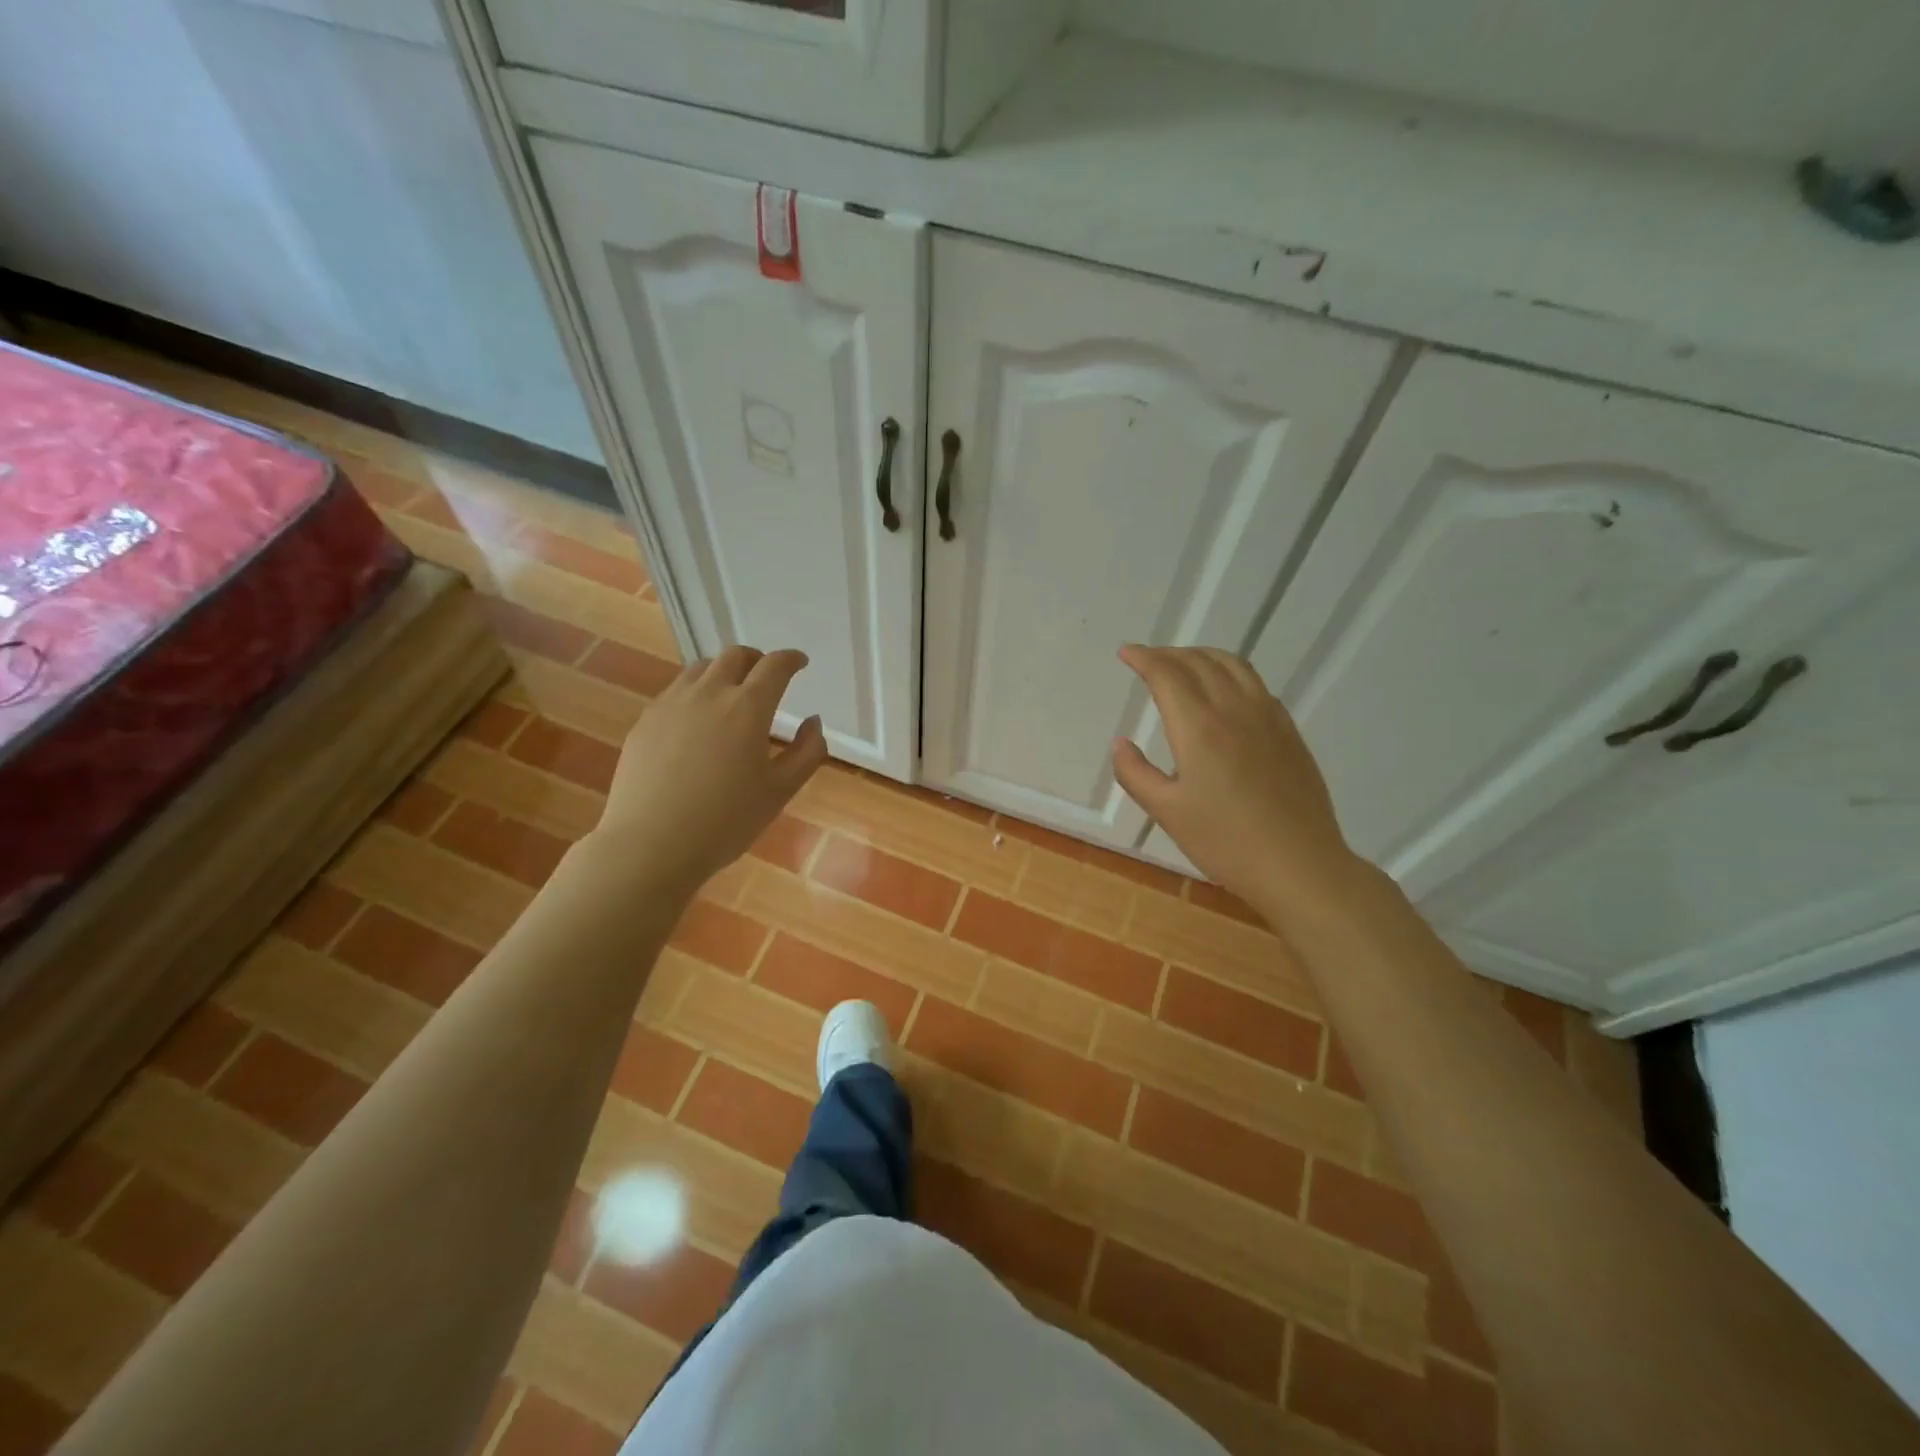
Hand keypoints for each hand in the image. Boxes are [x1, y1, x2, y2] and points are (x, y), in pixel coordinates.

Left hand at [592, 646, 826, 893]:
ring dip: (723, 672)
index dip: (791, 659)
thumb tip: (813, 722)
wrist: (650, 845)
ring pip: (700, 668)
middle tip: (766, 678)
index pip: (774, 666)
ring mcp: (671, 704)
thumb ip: (806, 752)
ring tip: (730, 695)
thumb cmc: (726, 821)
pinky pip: (675, 691)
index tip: (800, 662)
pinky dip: (695, 692)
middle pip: (735, 655)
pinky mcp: (645, 721)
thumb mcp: (780, 791)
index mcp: (748, 707)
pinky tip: (696, 720)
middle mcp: (709, 693)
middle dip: (756, 660)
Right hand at [1111, 645, 1356, 912]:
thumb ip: (1135, 774)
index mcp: (1199, 727)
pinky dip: (1231, 673)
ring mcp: (1267, 718)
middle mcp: (1234, 710)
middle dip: (1168, 653)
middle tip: (1147, 658)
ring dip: (1202, 655)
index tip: (1126, 653)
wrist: (1299, 865)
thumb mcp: (1167, 812)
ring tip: (1184, 663)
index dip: (1144, 658)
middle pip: (1199, 662)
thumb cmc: (1225, 842)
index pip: (1167, 675)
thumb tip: (1121, 744)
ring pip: (1233, 666)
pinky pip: (1256, 685)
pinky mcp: (1288, 732)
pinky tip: (1225, 691)